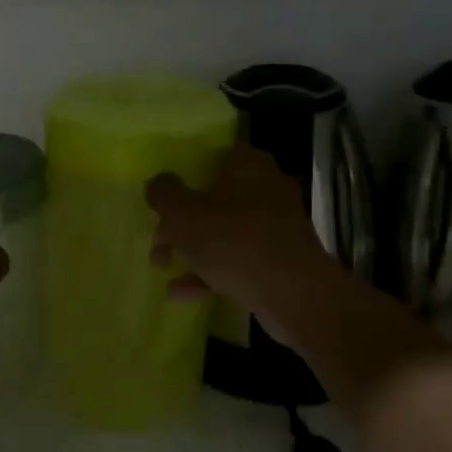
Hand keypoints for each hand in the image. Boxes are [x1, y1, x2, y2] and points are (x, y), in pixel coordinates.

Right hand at [146, 146, 330, 313]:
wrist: (294, 296)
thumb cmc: (234, 241)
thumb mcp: (184, 214)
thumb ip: (164, 194)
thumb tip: (157, 184)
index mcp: (248, 166)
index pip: (215, 154)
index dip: (186, 170)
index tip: (165, 190)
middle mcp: (266, 190)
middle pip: (214, 198)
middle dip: (180, 221)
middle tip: (158, 239)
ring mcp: (275, 229)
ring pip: (223, 232)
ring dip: (190, 249)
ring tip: (161, 266)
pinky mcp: (278, 263)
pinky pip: (235, 261)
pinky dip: (208, 274)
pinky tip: (179, 292)